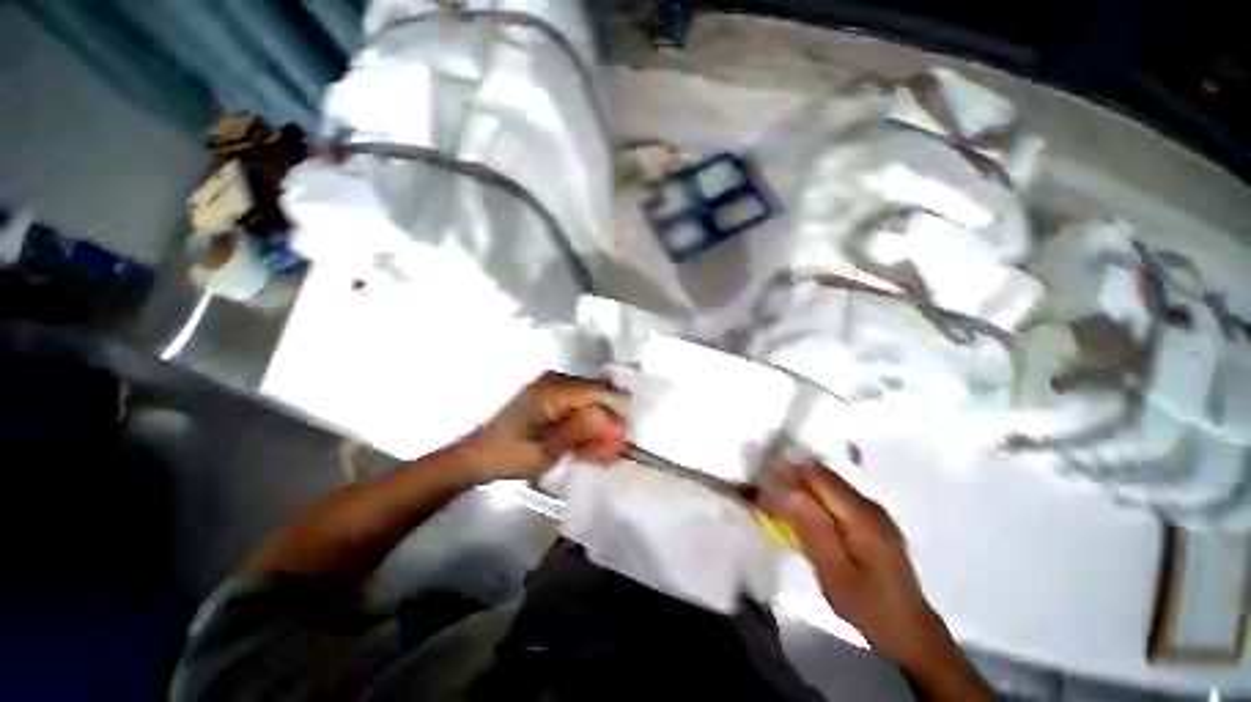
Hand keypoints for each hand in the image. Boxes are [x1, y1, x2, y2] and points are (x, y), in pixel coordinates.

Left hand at [461, 372, 626, 482]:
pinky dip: (585, 429)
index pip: (598, 391)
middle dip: (608, 426)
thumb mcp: (545, 450)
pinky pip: (579, 410)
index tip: (623, 439)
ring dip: (598, 430)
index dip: (614, 413)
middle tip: (615, 454)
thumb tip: (612, 419)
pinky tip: (590, 450)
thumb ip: (579, 431)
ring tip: (604, 457)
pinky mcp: (553, 399)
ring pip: (590, 406)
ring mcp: (554, 389)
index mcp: (552, 390)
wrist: (476, 457)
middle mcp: (556, 382)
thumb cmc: (507, 456)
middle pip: (596, 398)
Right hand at [767, 462, 943, 666]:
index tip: (762, 487)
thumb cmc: (868, 607)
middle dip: (791, 480)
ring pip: (828, 484)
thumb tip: (788, 490)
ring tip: (780, 510)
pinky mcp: (872, 520)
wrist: (909, 630)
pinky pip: (836, 497)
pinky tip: (805, 520)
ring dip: (801, 490)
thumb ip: (812, 529)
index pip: (816, 475)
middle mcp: (869, 505)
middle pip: (822, 475)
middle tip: (766, 500)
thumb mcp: (834, 574)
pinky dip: (815, 501)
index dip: (786, 474)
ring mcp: (873, 511)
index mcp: (862, 516)